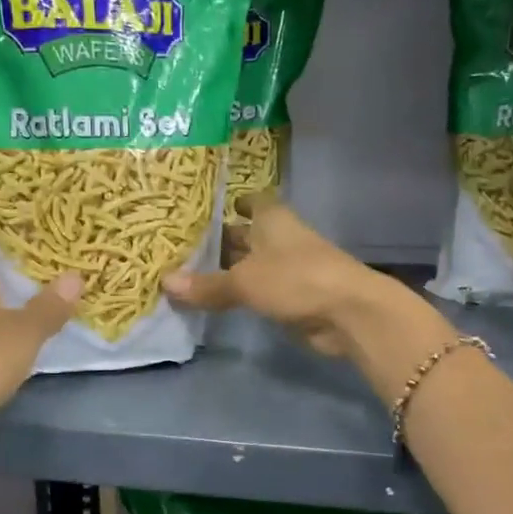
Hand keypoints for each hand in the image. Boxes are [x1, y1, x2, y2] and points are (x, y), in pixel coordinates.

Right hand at [164, 196, 410, 358]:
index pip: (252, 201)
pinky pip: (260, 291)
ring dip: (229, 271)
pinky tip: (217, 301)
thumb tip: (165, 283)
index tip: (206, 209)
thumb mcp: (244, 281)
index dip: (233, 202)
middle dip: (221, 240)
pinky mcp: (294, 297)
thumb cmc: (295, 279)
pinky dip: (241, 295)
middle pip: (247, 235)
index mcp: (272, 219)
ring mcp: (290, 269)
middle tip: (182, 247)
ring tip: (189, 275)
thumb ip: (207, 285)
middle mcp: (280, 238)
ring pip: (252, 265)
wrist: (347, 312)